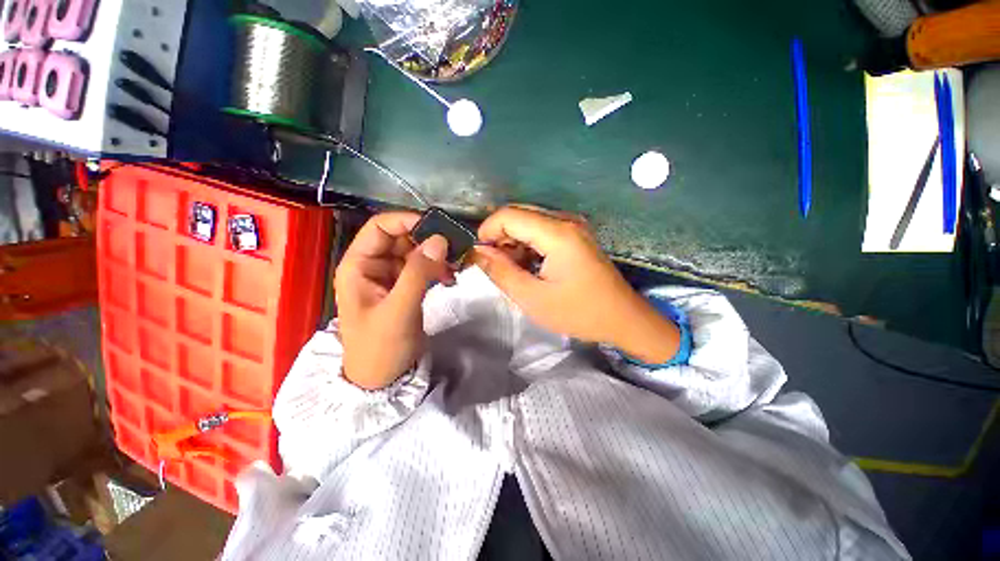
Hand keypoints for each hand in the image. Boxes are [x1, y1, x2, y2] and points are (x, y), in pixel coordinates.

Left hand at [334, 212, 452, 389]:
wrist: (382, 378)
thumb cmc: (381, 347)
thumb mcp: (398, 310)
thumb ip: (417, 273)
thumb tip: (439, 240)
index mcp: (359, 265)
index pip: (380, 227)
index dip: (407, 221)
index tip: (438, 228)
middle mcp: (373, 265)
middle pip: (401, 238)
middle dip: (427, 240)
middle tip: (454, 249)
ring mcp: (390, 276)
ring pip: (415, 252)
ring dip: (435, 255)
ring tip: (454, 266)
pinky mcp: (404, 287)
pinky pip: (422, 267)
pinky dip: (436, 268)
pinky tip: (449, 277)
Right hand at [473, 206, 679, 363]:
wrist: (623, 319)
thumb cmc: (579, 312)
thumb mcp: (532, 298)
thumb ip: (501, 272)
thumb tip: (478, 252)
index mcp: (557, 233)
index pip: (508, 215)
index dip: (487, 231)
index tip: (479, 256)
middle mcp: (566, 220)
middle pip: (518, 214)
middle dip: (499, 237)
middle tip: (494, 266)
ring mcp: (574, 226)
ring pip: (529, 222)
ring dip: (513, 242)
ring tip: (512, 270)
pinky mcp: (577, 236)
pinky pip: (543, 230)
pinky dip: (528, 245)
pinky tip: (529, 266)